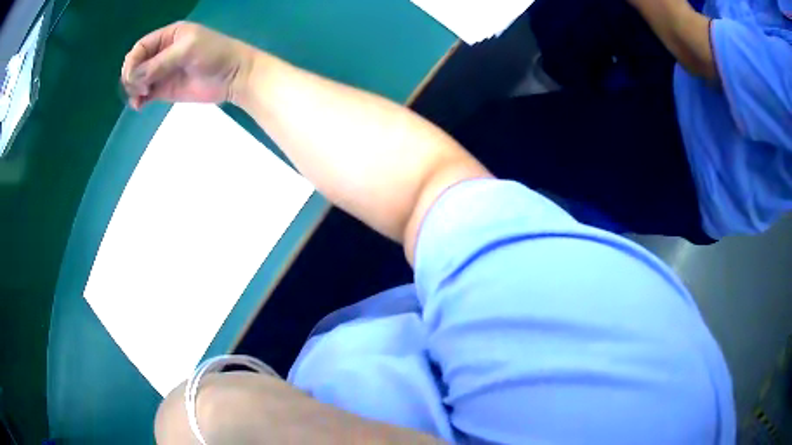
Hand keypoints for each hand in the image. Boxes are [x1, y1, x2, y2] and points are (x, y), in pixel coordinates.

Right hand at [121, 22, 253, 109]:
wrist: (233, 76)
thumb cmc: (214, 54)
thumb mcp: (187, 50)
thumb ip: (160, 62)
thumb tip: (134, 77)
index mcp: (168, 36)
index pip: (140, 47)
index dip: (132, 61)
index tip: (132, 76)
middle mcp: (162, 53)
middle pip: (136, 64)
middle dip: (132, 76)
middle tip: (141, 87)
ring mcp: (162, 72)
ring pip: (138, 80)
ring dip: (133, 89)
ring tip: (140, 98)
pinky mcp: (165, 90)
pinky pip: (145, 94)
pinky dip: (139, 99)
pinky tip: (140, 105)